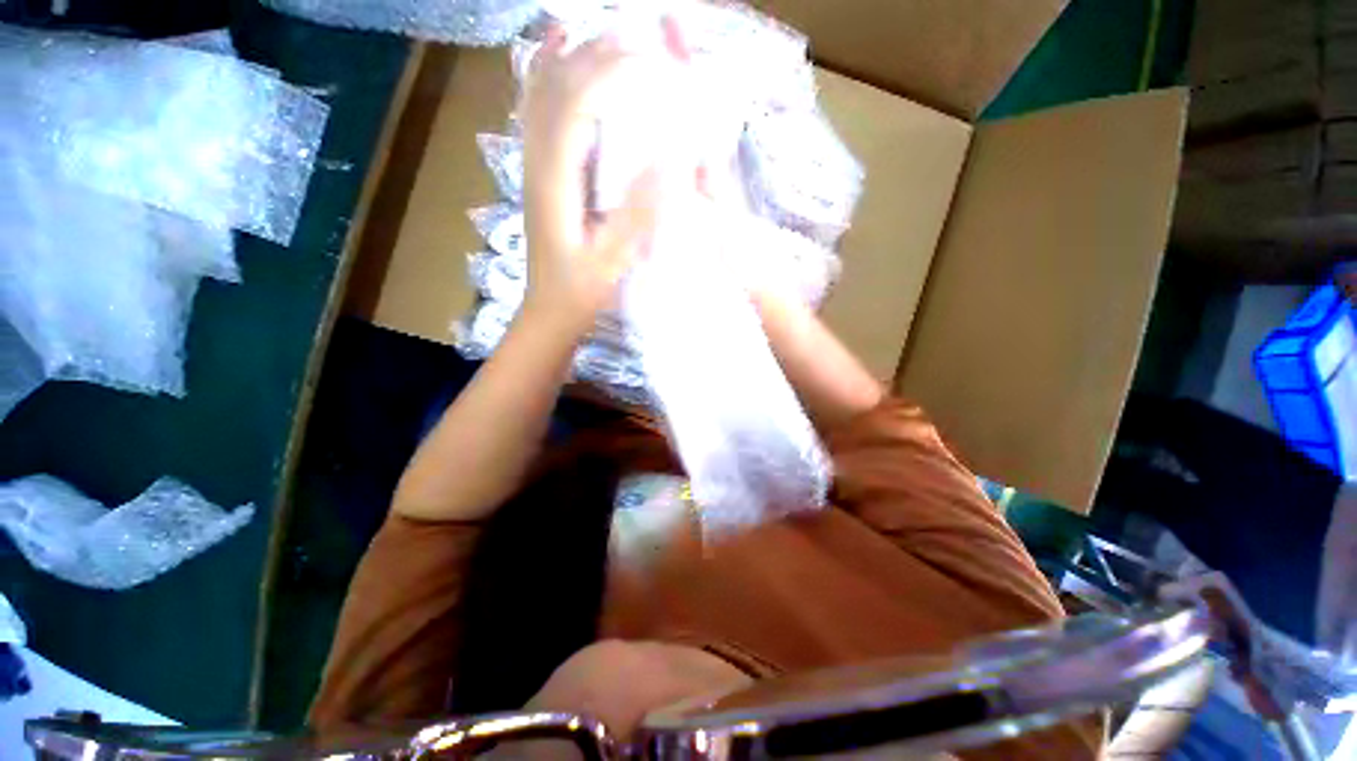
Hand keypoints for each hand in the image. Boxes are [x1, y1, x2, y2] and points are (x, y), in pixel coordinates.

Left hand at [521, 27, 669, 332]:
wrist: (550, 310)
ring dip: (570, 56)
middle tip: (639, 38)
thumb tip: (668, 161)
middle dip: (596, 54)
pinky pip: (536, 115)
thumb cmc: (581, 291)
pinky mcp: (540, 176)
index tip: (652, 62)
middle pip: (557, 88)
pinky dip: (544, 77)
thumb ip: (636, 213)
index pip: (577, 104)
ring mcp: (533, 166)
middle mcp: (538, 162)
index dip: (611, 72)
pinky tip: (554, 54)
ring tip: (602, 31)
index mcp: (556, 181)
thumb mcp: (612, 261)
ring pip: (541, 94)